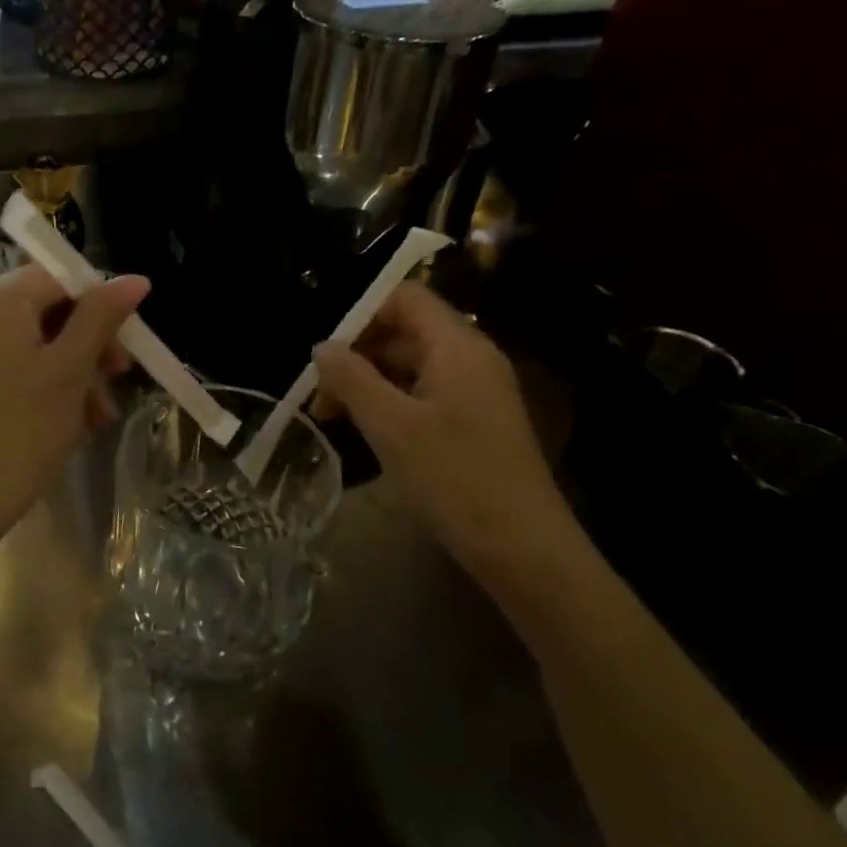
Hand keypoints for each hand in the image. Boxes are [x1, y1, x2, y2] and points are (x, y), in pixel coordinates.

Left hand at [0, 264, 147, 547]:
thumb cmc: (19, 431)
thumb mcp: (70, 370)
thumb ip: (101, 317)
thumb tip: (135, 278)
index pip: (63, 277)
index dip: (102, 307)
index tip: (125, 351)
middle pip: (47, 310)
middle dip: (88, 347)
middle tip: (116, 384)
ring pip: (32, 344)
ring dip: (72, 373)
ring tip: (96, 418)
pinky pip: (9, 368)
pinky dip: (41, 386)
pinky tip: (66, 424)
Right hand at [312, 283, 580, 579]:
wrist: (524, 550)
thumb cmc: (454, 478)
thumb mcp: (390, 426)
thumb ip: (351, 379)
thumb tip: (322, 347)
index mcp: (458, 346)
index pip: (405, 297)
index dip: (361, 314)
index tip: (326, 354)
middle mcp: (472, 358)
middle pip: (406, 329)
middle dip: (358, 353)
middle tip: (321, 394)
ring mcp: (478, 391)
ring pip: (412, 363)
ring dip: (370, 380)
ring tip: (335, 416)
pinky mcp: (477, 421)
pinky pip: (425, 392)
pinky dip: (391, 401)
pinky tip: (369, 431)